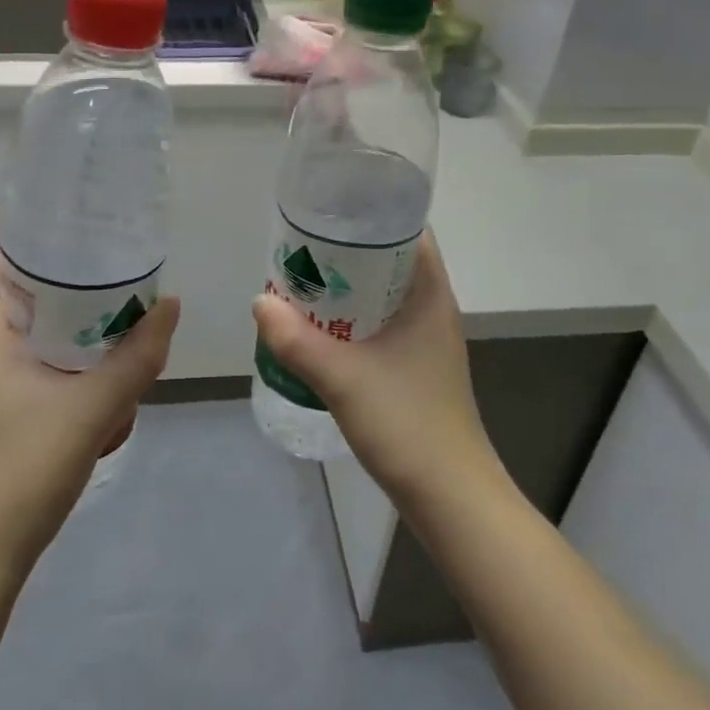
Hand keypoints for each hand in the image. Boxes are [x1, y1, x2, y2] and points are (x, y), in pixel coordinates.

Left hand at [0, 215, 179, 577]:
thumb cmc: (19, 474)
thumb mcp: (94, 411)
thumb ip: (138, 355)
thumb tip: (171, 306)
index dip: (16, 221)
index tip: (66, 229)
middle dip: (46, 276)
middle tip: (98, 280)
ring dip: (40, 322)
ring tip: (92, 336)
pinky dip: (26, 354)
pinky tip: (66, 387)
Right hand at [251, 233, 501, 513]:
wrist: (450, 497)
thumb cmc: (407, 424)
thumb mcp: (343, 378)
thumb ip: (297, 341)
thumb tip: (259, 301)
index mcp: (430, 295)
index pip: (408, 231)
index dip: (372, 214)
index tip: (330, 212)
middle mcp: (432, 309)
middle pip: (390, 261)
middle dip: (347, 252)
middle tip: (301, 249)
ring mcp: (425, 340)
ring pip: (382, 295)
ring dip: (347, 288)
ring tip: (302, 283)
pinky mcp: (414, 366)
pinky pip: (380, 324)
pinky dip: (351, 318)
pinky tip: (320, 330)